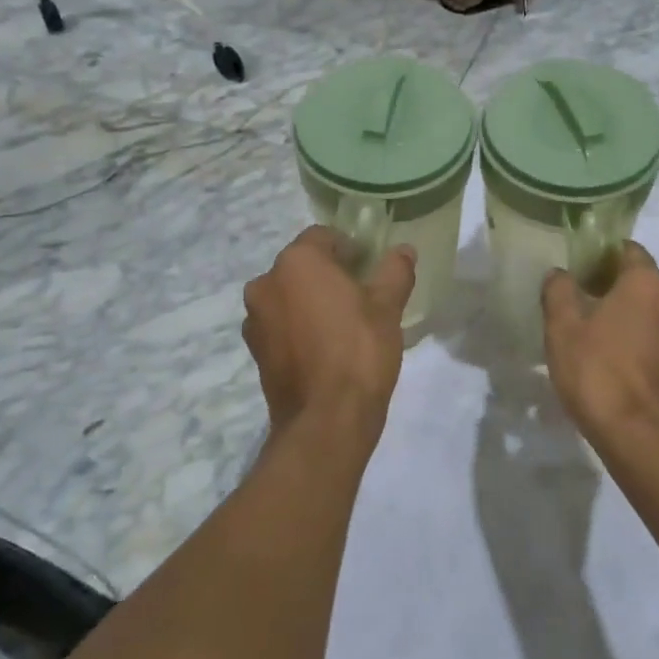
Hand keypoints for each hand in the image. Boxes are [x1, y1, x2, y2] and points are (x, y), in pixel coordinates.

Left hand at [243, 227, 415, 436]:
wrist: (326, 421)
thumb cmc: (359, 351)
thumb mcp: (387, 306)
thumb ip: (395, 271)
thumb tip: (404, 250)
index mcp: (296, 262)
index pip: (323, 236)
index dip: (350, 248)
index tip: (370, 268)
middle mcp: (265, 283)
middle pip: (302, 266)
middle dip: (328, 274)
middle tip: (361, 295)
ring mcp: (254, 319)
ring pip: (288, 296)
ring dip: (310, 301)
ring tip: (342, 325)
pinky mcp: (255, 351)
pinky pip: (280, 325)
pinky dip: (298, 327)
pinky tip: (324, 349)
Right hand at [542, 242, 658, 437]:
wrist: (642, 438)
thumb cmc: (599, 371)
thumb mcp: (563, 328)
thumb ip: (559, 292)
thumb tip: (559, 273)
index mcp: (645, 283)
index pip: (629, 250)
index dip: (603, 254)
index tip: (581, 268)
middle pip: (643, 282)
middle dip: (616, 287)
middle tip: (583, 302)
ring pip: (654, 314)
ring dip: (631, 318)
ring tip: (600, 335)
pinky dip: (643, 344)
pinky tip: (620, 364)